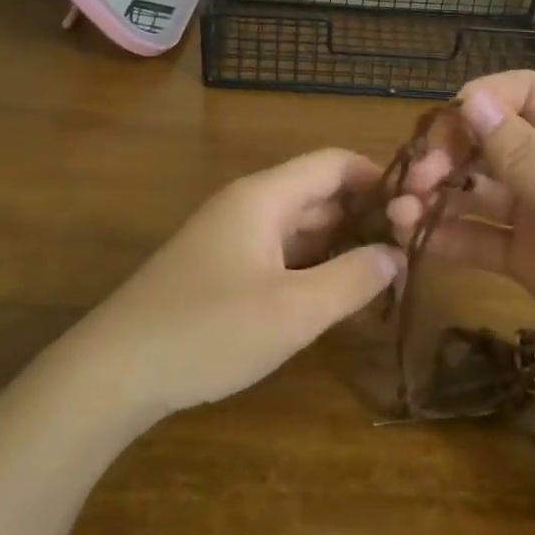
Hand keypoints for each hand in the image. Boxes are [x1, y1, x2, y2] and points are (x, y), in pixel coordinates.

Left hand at [78, 149, 402, 417]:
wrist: (114, 371)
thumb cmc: (208, 331)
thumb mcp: (294, 310)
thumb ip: (353, 278)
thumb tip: (395, 254)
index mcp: (263, 197)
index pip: (333, 163)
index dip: (379, 177)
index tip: (420, 207)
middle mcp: (247, 206)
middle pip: (318, 193)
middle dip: (365, 214)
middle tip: (412, 248)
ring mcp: (230, 237)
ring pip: (299, 226)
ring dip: (340, 243)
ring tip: (385, 272)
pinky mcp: (219, 269)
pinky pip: (278, 253)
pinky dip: (311, 265)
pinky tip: (334, 294)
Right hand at [388, 71, 534, 437]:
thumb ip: (523, 154)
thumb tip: (471, 98)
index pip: (525, 94)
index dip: (480, 101)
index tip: (438, 131)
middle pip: (494, 140)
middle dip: (449, 153)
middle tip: (416, 182)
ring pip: (480, 190)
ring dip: (439, 196)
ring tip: (399, 215)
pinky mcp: (530, 260)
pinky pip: (482, 237)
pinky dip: (449, 236)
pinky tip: (414, 242)